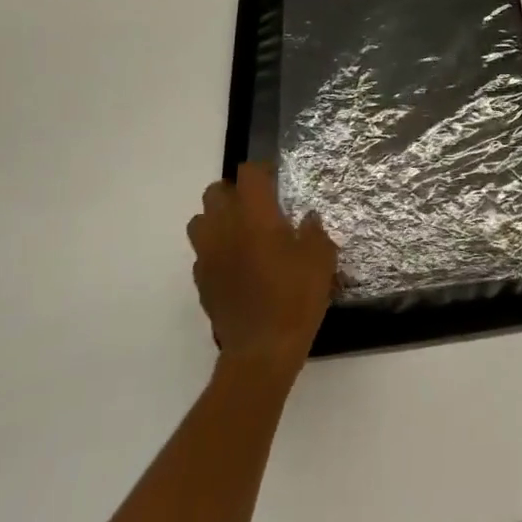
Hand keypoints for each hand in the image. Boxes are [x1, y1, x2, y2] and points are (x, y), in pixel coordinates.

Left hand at [187, 161, 337, 372]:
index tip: (276, 179)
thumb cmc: (296, 297)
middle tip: (258, 205)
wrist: (262, 350)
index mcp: (255, 215)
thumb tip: (307, 220)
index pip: (248, 173)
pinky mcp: (201, 282)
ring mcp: (208, 255)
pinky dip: (216, 251)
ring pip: (200, 220)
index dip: (262, 171)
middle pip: (215, 192)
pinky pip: (202, 253)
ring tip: (242, 232)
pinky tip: (237, 265)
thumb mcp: (321, 258)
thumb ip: (314, 231)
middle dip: (234, 192)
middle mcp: (225, 228)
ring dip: (218, 219)